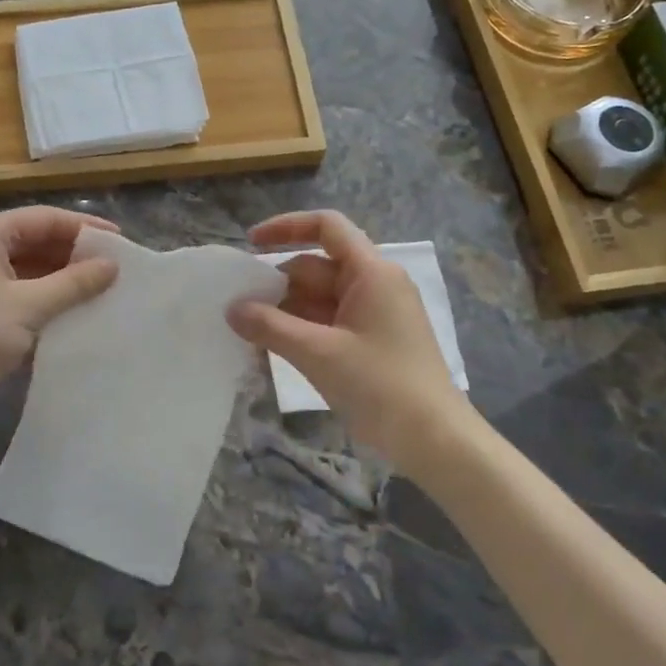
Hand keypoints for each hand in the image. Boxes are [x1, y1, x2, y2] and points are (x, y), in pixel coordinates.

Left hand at [0, 206, 119, 423]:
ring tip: (97, 284)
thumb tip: (112, 265)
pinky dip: (39, 289)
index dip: (84, 228)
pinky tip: (66, 302)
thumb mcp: (29, 307)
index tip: (119, 241)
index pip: (43, 218)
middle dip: (71, 251)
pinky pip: (11, 281)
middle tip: (112, 265)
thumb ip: (74, 283)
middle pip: (31, 236)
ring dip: (57, 272)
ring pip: (22, 261)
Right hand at [226, 210, 470, 462]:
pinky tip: (271, 348)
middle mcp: (374, 285)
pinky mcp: (371, 342)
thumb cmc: (380, 385)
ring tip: (245, 331)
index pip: (327, 227)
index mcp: (371, 272)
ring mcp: (374, 315)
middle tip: (236, 306)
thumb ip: (270, 326)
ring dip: (284, 311)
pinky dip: (300, 331)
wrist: (434, 439)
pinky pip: (328, 323)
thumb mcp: (318, 353)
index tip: (250, 244)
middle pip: (316, 267)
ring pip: (319, 299)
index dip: (286, 227)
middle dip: (276, 283)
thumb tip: (231, 309)